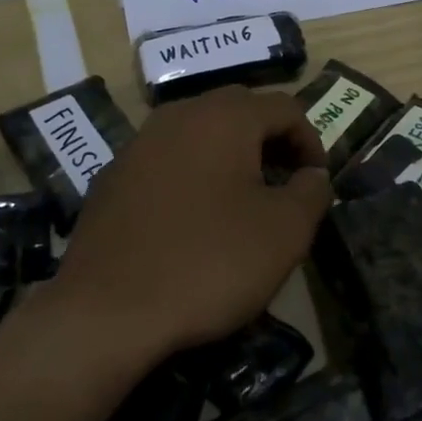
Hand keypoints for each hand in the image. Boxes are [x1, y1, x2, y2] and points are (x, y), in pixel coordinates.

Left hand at [46, 86, 332, 356]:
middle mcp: (180, 114)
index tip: (316, 183)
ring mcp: (140, 142)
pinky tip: (191, 218)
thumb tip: (313, 175)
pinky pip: (166, 158)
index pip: (285, 107)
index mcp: (225, 117)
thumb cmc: (207, 263)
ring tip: (241, 199)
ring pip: (199, 130)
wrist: (105, 313)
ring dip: (230, 154)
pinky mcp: (113, 175)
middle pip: (240, 109)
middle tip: (284, 182)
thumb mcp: (283, 233)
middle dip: (270, 140)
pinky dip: (191, 173)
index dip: (311, 140)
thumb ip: (311, 193)